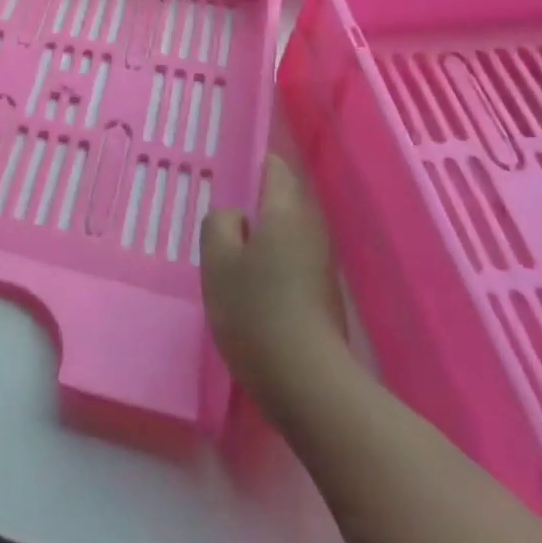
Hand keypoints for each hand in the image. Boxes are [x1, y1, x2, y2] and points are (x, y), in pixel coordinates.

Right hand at [201, 155, 350, 419]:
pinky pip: (293, 256)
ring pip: (288, 229)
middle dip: (254, 200)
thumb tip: (235, 217)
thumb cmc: (255, 311)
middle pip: (283, 197)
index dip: (250, 162)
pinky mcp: (324, 290)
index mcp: (285, 211)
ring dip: (263, 232)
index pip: (273, 166)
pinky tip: (252, 281)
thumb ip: (219, 224)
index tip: (226, 171)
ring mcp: (321, 261)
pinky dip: (273, 258)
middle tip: (220, 214)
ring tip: (230, 248)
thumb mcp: (217, 262)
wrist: (307, 381)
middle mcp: (310, 227)